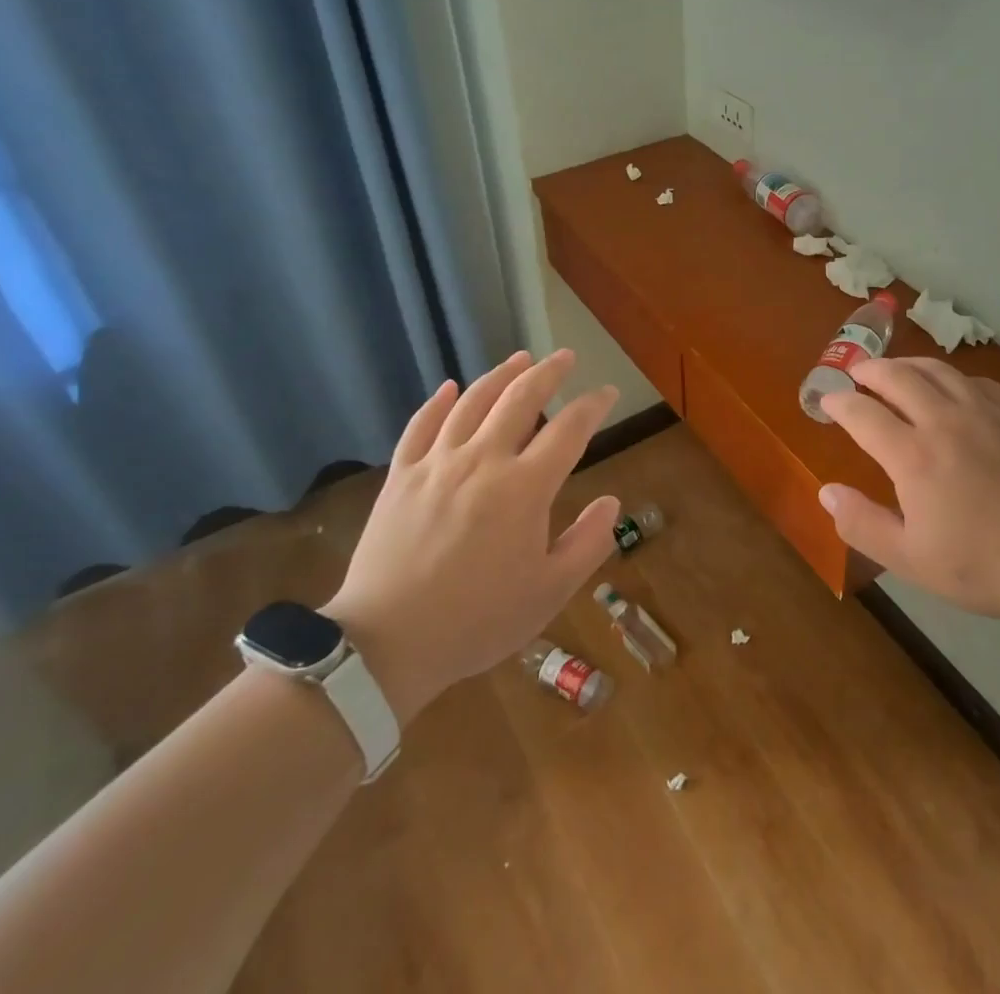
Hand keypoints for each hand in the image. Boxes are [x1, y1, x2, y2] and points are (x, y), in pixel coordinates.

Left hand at [321, 350, 620, 721]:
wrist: (386, 644)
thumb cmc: (478, 620)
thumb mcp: (549, 592)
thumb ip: (588, 543)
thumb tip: (612, 502)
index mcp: (525, 488)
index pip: (569, 430)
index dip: (592, 406)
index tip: (606, 392)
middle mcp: (483, 461)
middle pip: (520, 399)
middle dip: (548, 372)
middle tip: (565, 356)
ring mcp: (437, 464)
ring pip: (471, 402)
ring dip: (500, 375)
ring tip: (519, 358)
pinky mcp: (401, 476)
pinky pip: (420, 425)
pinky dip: (437, 402)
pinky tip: (448, 387)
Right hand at [819, 358, 999, 634]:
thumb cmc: (985, 565)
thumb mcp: (911, 560)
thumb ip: (863, 524)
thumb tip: (826, 492)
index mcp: (913, 455)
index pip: (863, 414)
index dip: (840, 403)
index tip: (827, 400)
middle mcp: (944, 421)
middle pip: (898, 377)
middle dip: (870, 370)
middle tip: (857, 372)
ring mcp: (986, 413)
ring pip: (938, 370)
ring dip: (908, 364)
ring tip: (896, 368)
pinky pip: (977, 381)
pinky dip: (953, 377)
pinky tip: (954, 387)